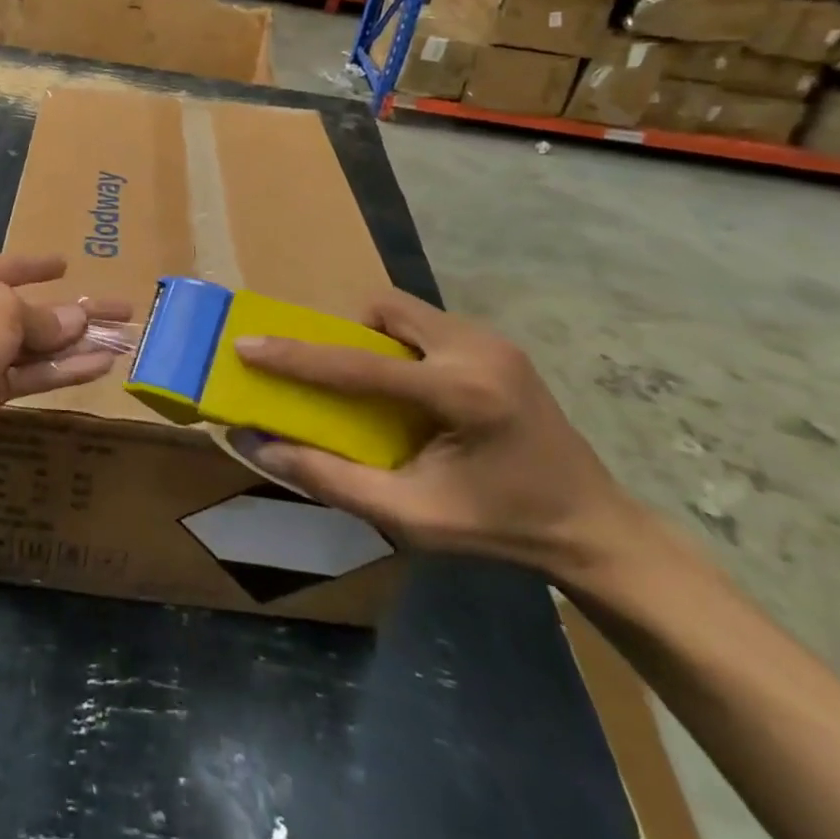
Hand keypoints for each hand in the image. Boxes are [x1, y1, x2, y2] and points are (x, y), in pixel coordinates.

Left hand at [0, 254, 129, 480]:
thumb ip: (41, 317)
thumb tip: (74, 321)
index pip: (6, 266)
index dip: (38, 265)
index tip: (66, 263)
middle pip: (30, 308)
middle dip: (75, 311)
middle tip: (122, 311)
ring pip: (36, 345)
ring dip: (78, 344)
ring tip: (124, 340)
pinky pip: (31, 374)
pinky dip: (64, 370)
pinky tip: (101, 366)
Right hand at [232, 287, 635, 579]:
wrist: (593, 528)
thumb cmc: (500, 529)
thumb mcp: (411, 518)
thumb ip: (331, 479)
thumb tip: (258, 446)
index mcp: (463, 394)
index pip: (359, 365)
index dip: (296, 356)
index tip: (247, 345)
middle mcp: (479, 350)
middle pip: (386, 309)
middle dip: (347, 334)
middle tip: (334, 375)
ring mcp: (494, 341)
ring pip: (406, 310)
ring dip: (375, 337)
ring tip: (374, 386)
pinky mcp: (499, 344)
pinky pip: (428, 324)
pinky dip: (403, 344)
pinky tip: (411, 388)